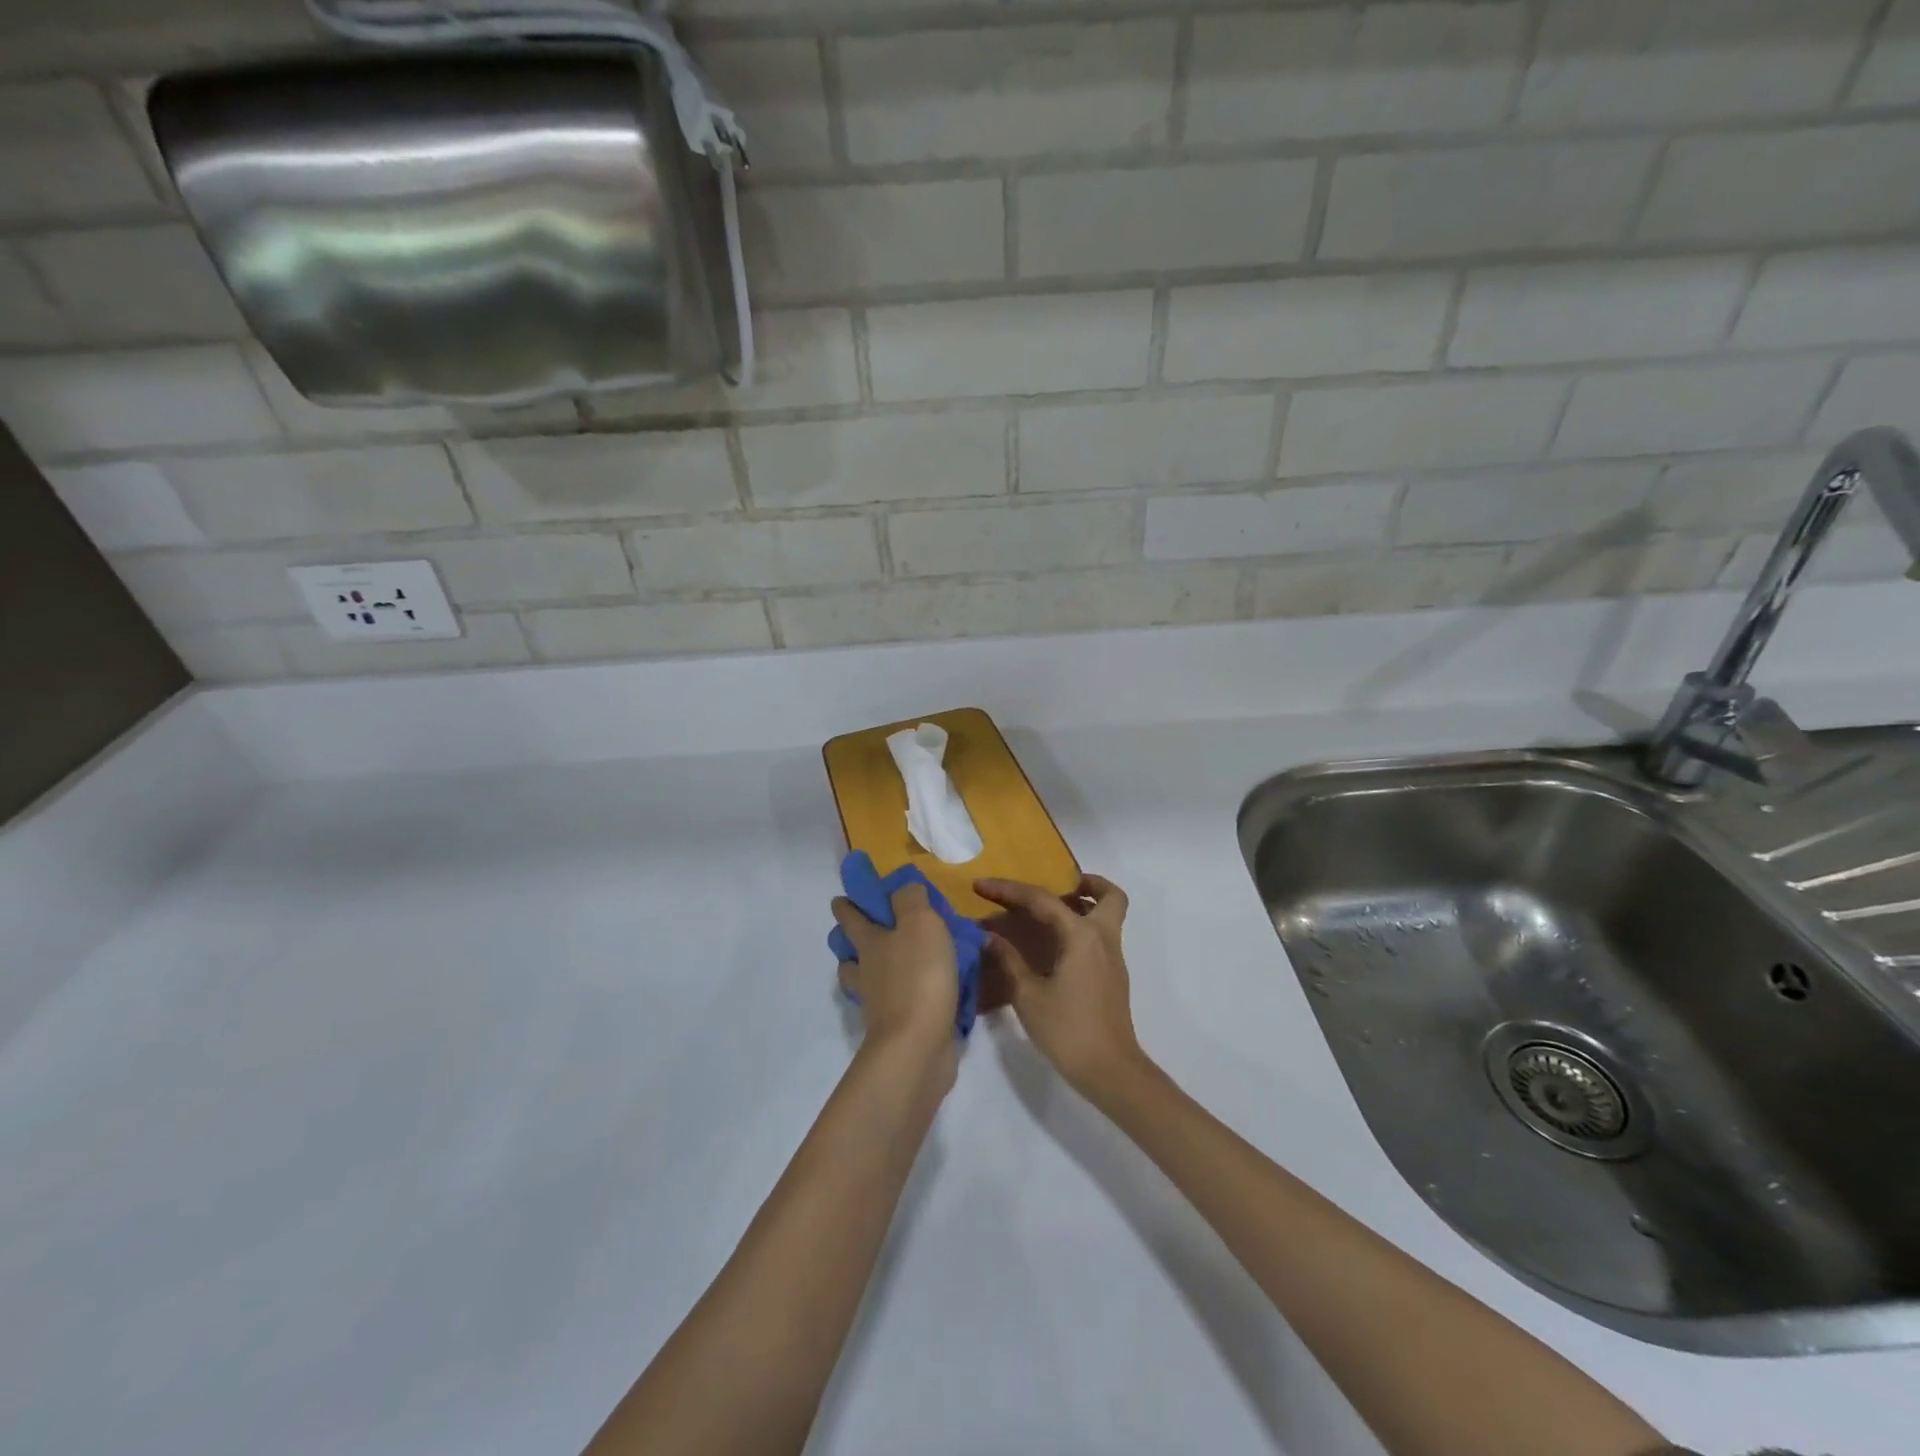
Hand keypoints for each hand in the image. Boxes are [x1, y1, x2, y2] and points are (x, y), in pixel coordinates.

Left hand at [832, 881, 959, 1072]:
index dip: (845, 905)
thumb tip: (903, 887)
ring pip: (865, 981)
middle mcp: (867, 971)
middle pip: (850, 953)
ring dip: (870, 971)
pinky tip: (920, 992)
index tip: (840, 898)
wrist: (917, 1045)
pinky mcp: (897, 1027)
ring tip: (890, 963)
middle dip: (850, 940)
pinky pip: (893, 1004)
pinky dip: (899, 996)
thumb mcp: (920, 922)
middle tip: (862, 930)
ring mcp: (878, 1003)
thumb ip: (910, 899)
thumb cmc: (918, 975)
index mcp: (869, 942)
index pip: (850, 917)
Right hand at [974, 875, 1146, 1101]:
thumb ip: (1009, 961)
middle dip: (1086, 883)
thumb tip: (990, 937)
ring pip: (1108, 915)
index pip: (1042, 900)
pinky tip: (1053, 947)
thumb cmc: (1068, 1030)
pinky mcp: (1112, 976)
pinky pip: (1101, 936)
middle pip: (1108, 896)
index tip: (981, 885)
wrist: (1110, 1071)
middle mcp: (1103, 938)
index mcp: (1081, 936)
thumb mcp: (1028, 995)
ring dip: (1085, 905)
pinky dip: (1082, 929)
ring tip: (1048, 914)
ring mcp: (1113, 957)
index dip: (1008, 890)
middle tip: (1055, 887)